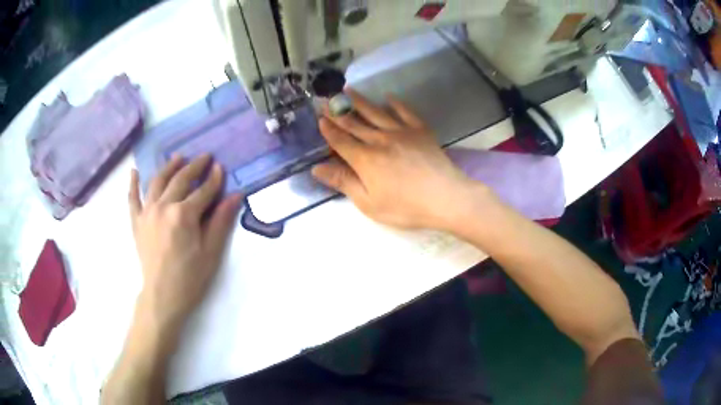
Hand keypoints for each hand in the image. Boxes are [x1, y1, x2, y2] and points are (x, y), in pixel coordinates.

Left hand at [128, 155, 241, 335]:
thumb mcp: (211, 252)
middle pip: (180, 180)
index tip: (221, 168)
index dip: (214, 179)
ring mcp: (147, 212)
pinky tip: (135, 171)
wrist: (162, 296)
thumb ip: (221, 221)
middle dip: (194, 166)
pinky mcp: (137, 222)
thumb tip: (235, 196)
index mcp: (183, 214)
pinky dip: (133, 184)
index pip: (203, 191)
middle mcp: (163, 206)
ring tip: (178, 157)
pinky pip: (133, 198)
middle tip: (204, 157)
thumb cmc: (190, 278)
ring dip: (168, 167)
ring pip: (157, 181)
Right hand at [312, 89, 491, 230]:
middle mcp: (379, 140)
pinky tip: (389, 97)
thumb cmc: (405, 207)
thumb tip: (316, 168)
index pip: (341, 141)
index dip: (329, 130)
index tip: (320, 118)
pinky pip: (405, 112)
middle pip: (354, 123)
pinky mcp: (420, 130)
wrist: (445, 198)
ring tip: (349, 90)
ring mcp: (401, 132)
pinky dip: (396, 103)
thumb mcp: (369, 202)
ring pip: (376, 113)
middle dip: (338, 112)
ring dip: (360, 101)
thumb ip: (343, 182)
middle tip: (327, 100)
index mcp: (364, 159)